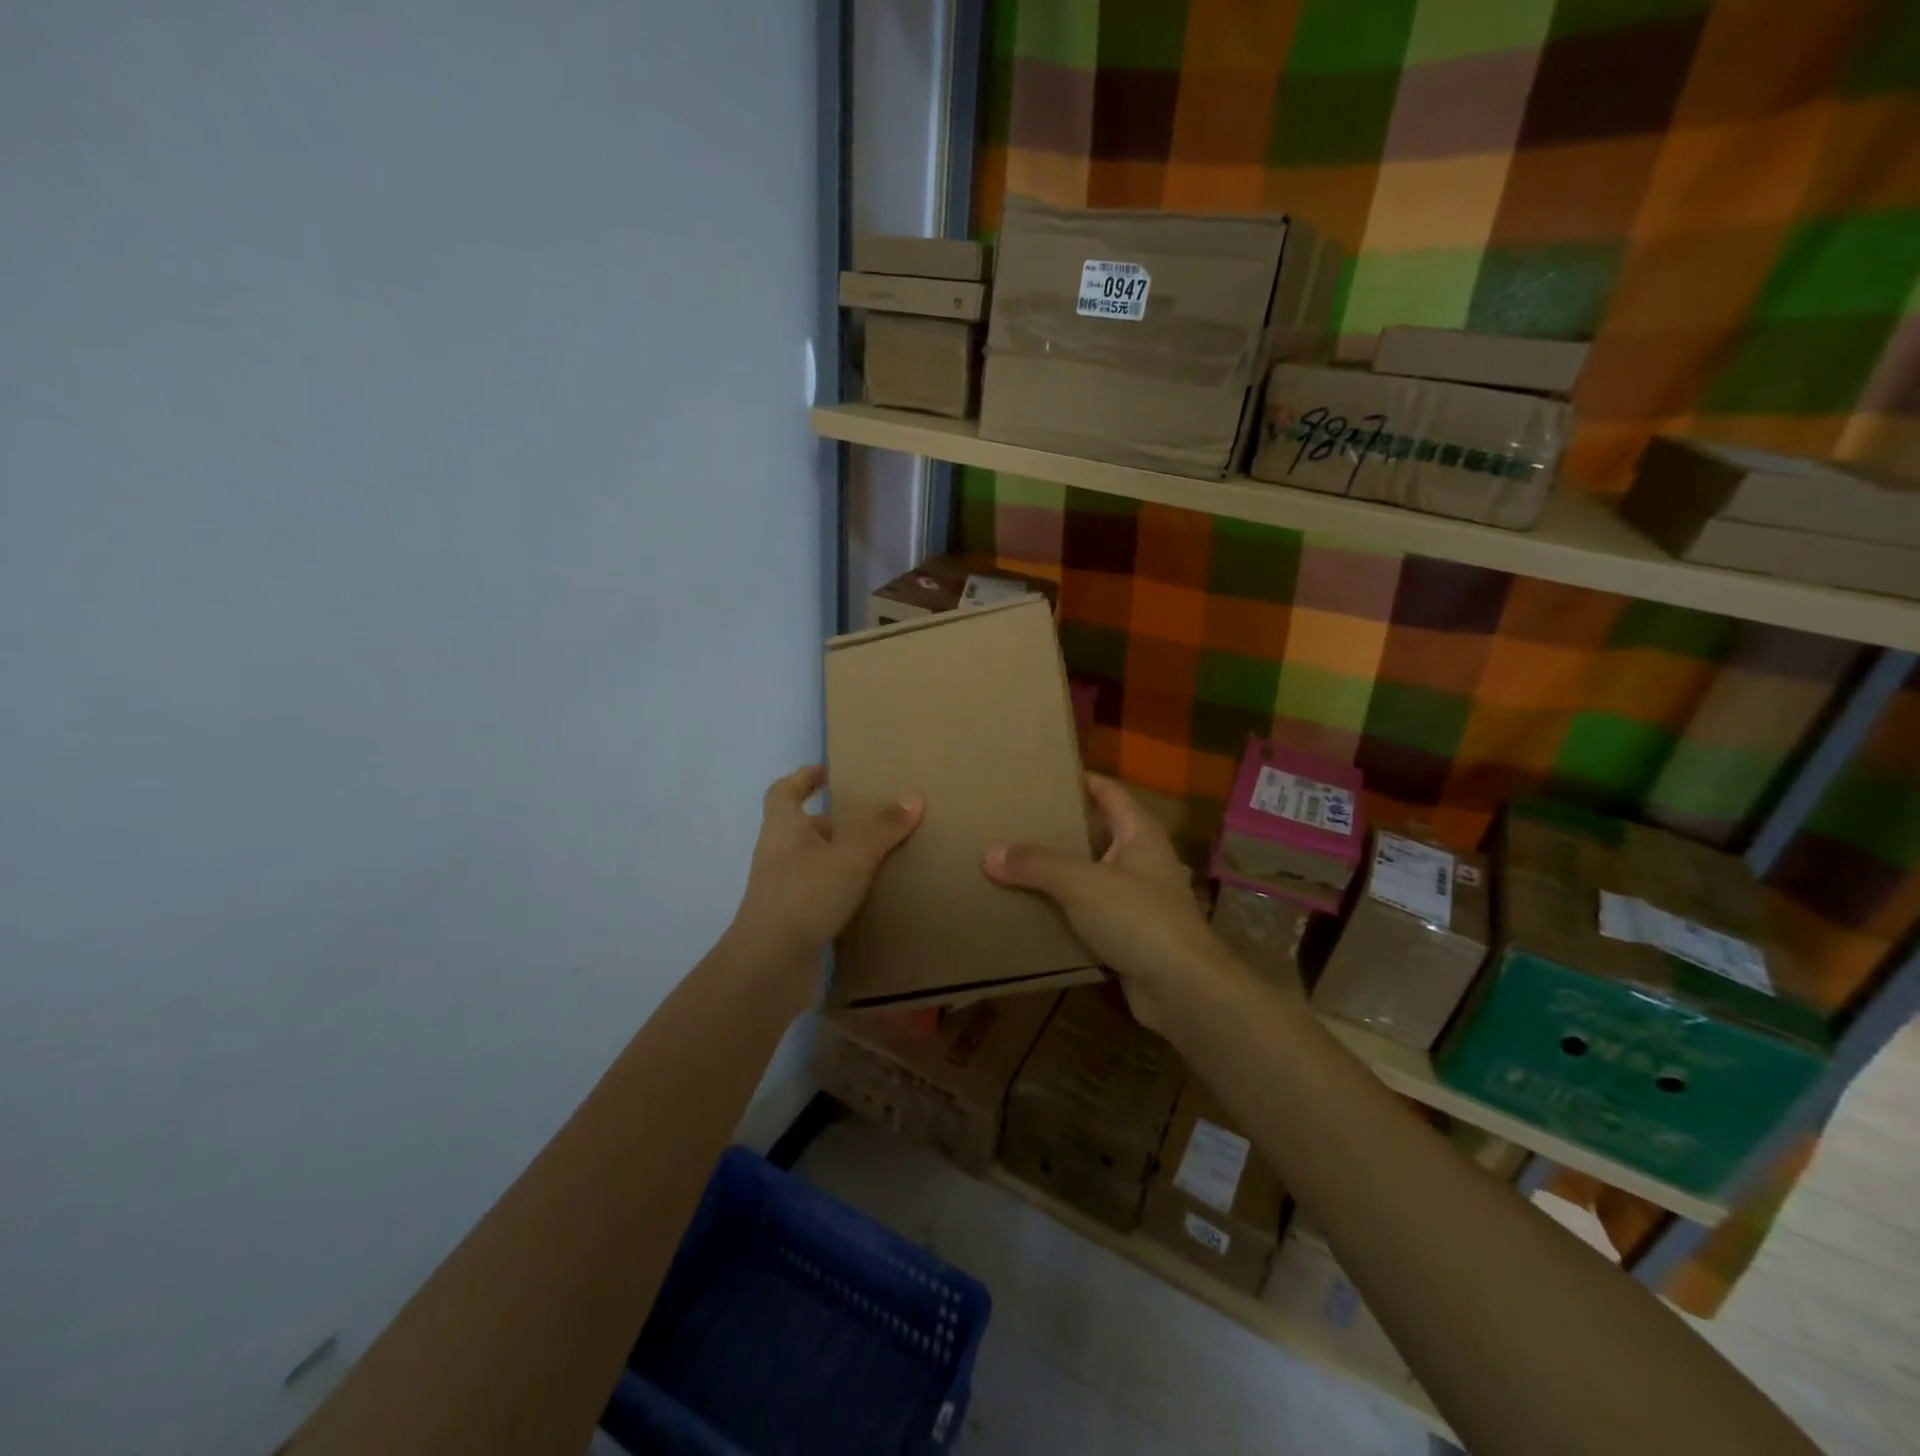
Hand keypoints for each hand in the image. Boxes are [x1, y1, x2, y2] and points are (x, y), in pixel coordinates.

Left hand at [729, 766, 921, 969]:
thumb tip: (913, 797)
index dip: (804, 778)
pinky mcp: (795, 922)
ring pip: (816, 865)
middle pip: (805, 829)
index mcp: (783, 829)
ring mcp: (785, 891)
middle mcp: (779, 856)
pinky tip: (875, 898)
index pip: (784, 791)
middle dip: (837, 823)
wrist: (770, 966)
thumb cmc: (805, 895)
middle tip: (876, 820)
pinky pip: (823, 897)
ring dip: (844, 860)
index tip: (831, 774)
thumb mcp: (851, 855)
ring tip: (885, 857)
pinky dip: (845, 893)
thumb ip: (882, 827)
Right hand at [983, 773, 1226, 1028]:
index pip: (1109, 792)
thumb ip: (1036, 864)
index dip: (1080, 780)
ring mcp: (1138, 900)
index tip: (1042, 775)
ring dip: (1059, 872)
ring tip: (1015, 862)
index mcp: (1140, 833)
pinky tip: (1032, 909)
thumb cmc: (1139, 918)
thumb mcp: (1081, 883)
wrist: (1183, 990)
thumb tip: (989, 852)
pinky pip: (1089, 913)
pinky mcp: (1129, 935)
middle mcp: (1142, 861)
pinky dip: (1064, 910)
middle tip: (1016, 819)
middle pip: (1096, 834)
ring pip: (1090, 876)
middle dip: (1060, 828)